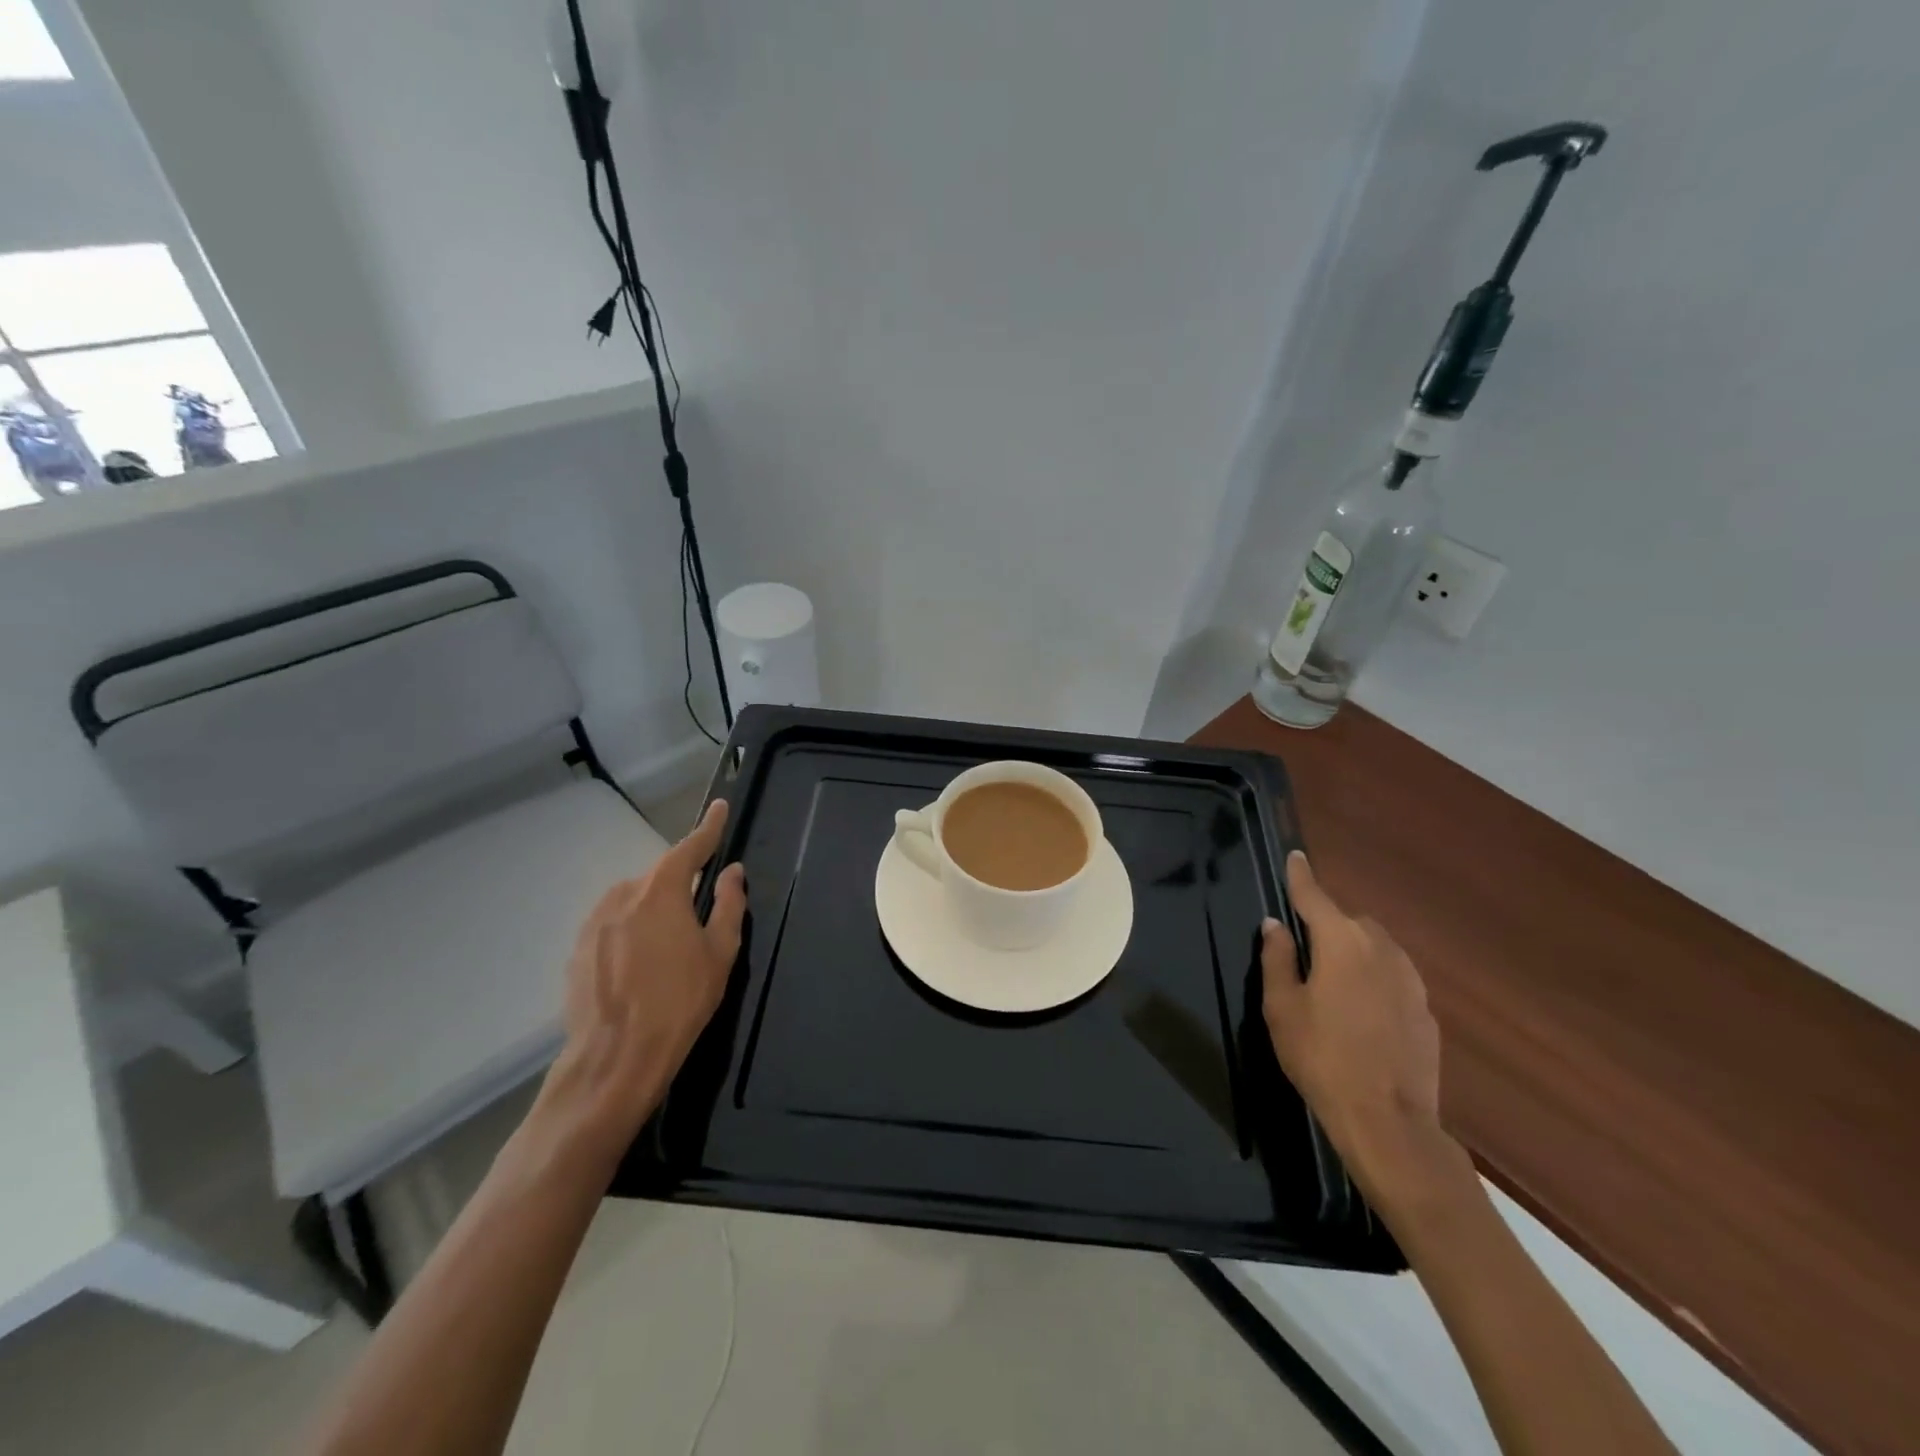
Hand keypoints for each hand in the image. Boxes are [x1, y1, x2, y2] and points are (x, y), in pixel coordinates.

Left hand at [531, 800, 747, 1169]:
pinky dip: (631, 934)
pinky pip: (613, 927)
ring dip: (653, 912)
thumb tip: (731, 872)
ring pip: (633, 903)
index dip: (708, 828)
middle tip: (699, 915)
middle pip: (659, 878)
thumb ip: (727, 905)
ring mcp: (593, 923)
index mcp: (661, 891)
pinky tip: (641, 968)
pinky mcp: (577, 950)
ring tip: (668, 950)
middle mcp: (622, 896)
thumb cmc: (679, 1002)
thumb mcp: (719, 953)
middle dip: (680, 886)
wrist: (614, 1059)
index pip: (690, 848)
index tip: (719, 807)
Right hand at [1261, 851, 1458, 1206]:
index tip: (1295, 856)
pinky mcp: (1426, 1011)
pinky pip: (1395, 978)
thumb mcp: (1282, 1007)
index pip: (1315, 896)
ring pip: (1378, 947)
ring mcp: (1411, 980)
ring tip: (1334, 980)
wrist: (1388, 1120)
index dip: (1301, 876)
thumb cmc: (1321, 1057)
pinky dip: (1376, 979)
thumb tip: (1276, 925)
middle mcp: (1381, 950)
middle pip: (1351, 921)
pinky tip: (1363, 1012)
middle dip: (1329, 923)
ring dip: (1355, 950)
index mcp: (1341, 942)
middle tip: (1306, 948)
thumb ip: (1277, 959)